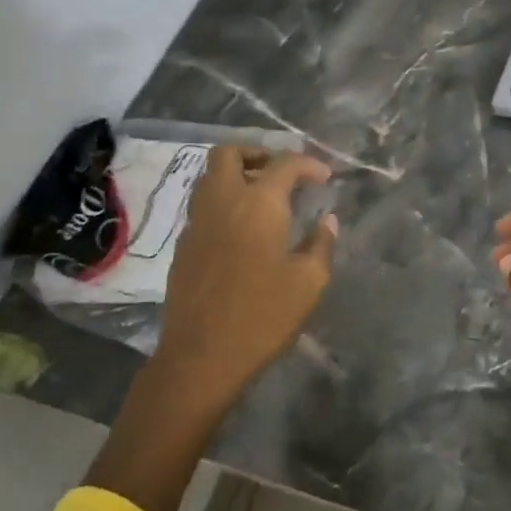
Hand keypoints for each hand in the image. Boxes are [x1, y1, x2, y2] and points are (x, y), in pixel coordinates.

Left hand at [156, 146, 337, 401]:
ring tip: (264, 200)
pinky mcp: (183, 245)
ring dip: (237, 175)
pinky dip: (224, 203)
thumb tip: (327, 221)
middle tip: (282, 175)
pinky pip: (203, 206)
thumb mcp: (309, 283)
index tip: (325, 178)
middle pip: (230, 153)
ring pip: (210, 177)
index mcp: (259, 205)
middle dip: (258, 154)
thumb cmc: (264, 317)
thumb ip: (321, 244)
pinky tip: (243, 231)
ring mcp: (196, 222)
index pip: (284, 164)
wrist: (202, 357)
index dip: (308, 164)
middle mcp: (223, 202)